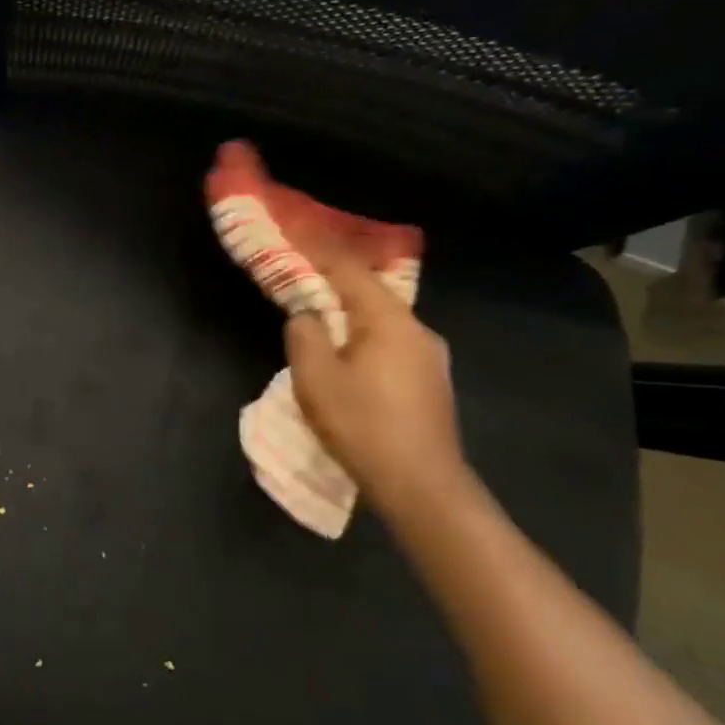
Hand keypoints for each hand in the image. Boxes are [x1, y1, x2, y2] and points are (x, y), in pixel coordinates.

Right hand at [285, 244, 469, 514]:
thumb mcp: (315, 378)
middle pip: (370, 294)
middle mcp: (418, 330)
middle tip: (301, 280)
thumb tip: (306, 314)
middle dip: (334, 284)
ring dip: (349, 316)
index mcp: (390, 321)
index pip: (350, 272)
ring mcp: (431, 358)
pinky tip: (348, 359)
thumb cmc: (363, 425)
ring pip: (382, 323)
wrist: (422, 485)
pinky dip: (364, 339)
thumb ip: (305, 335)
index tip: (293, 238)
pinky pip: (391, 346)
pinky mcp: (431, 384)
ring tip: (320, 321)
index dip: (319, 253)